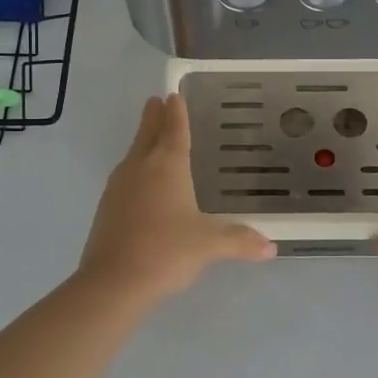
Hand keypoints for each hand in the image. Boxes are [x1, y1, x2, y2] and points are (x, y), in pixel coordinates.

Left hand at [79, 94, 275, 304]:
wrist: (113, 283)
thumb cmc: (166, 252)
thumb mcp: (208, 245)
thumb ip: (239, 241)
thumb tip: (270, 247)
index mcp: (167, 167)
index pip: (174, 130)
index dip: (177, 113)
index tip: (173, 94)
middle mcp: (140, 169)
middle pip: (148, 135)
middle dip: (154, 118)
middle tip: (157, 101)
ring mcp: (119, 187)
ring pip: (133, 155)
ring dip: (143, 141)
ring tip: (150, 136)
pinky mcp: (107, 208)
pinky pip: (125, 177)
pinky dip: (135, 169)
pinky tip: (141, 183)